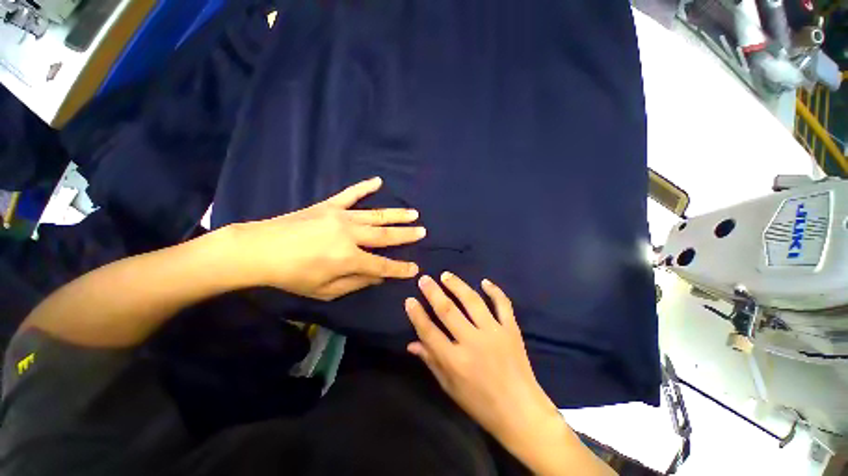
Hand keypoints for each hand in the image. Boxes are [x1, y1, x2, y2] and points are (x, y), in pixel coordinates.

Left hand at [224, 177, 424, 299]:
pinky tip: (378, 181)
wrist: (259, 250)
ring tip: (414, 213)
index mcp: (348, 259)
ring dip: (397, 215)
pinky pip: (351, 194)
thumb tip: (378, 277)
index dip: (400, 269)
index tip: (415, 268)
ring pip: (376, 215)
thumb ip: (355, 283)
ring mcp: (341, 217)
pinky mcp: (329, 206)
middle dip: (406, 235)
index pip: (383, 266)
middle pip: (385, 236)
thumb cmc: (292, 276)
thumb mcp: (325, 291)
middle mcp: (350, 236)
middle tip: (423, 232)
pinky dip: (365, 187)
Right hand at [404, 273, 560, 445]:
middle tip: (424, 278)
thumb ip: (431, 362)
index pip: (429, 332)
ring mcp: (494, 333)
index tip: (409, 300)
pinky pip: (503, 304)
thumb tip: (412, 344)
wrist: (521, 412)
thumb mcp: (450, 388)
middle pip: (448, 310)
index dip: (417, 315)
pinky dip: (494, 291)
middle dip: (433, 292)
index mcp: (455, 361)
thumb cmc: (481, 404)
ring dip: (457, 285)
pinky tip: (484, 281)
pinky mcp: (511, 330)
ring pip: (473, 301)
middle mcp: (473, 342)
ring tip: (446, 275)